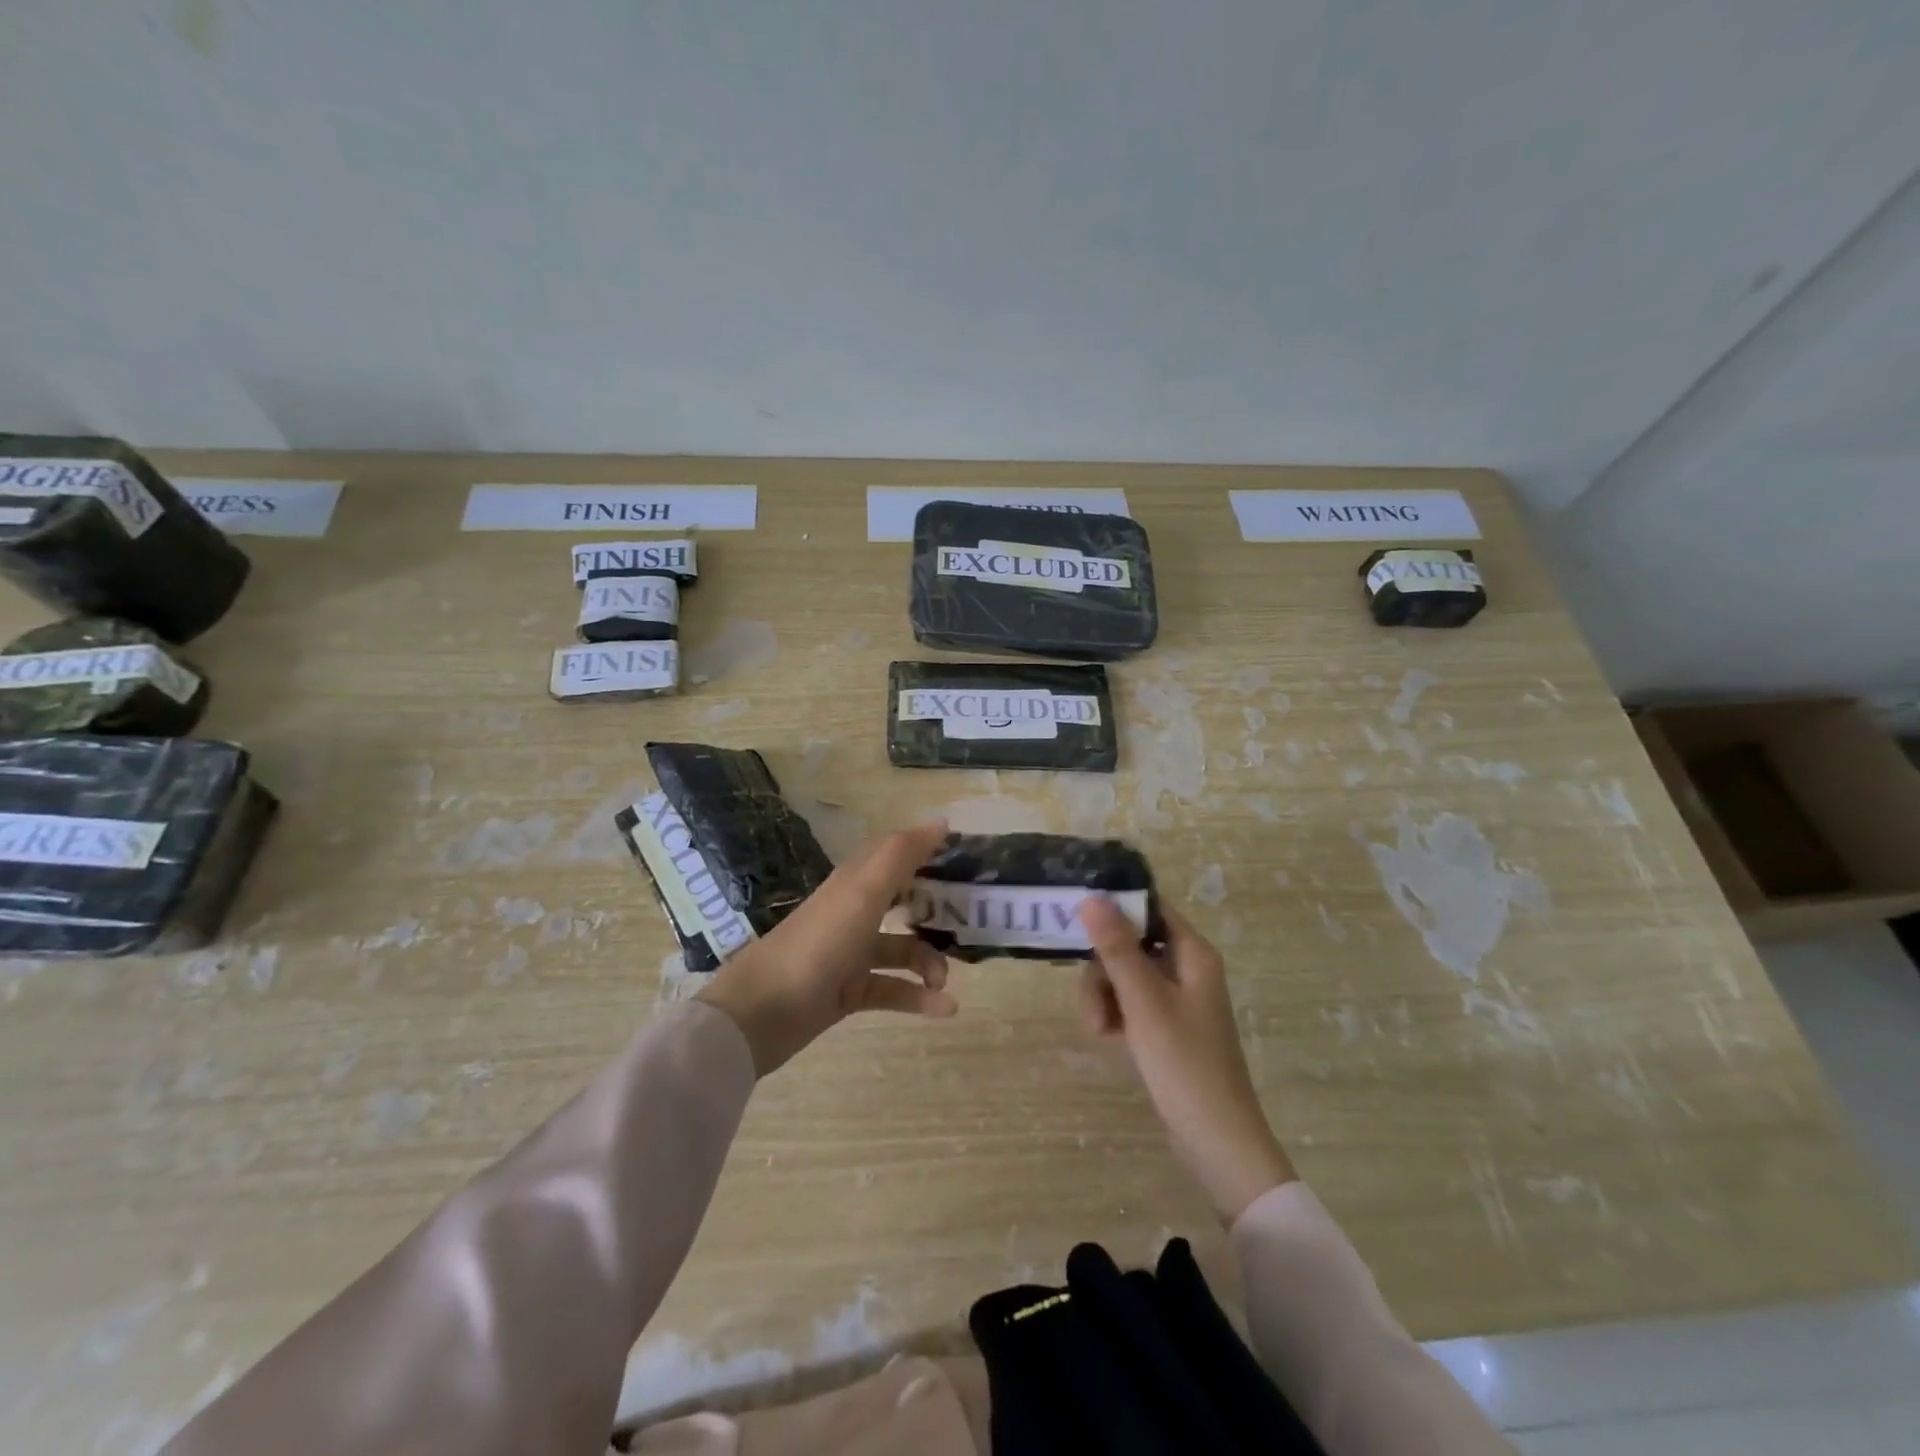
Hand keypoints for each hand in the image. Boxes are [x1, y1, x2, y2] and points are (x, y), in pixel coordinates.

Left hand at [696, 821, 955, 1075]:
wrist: (761, 1013)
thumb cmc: (818, 943)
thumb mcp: (863, 892)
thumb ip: (902, 855)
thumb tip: (942, 821)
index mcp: (855, 881)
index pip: (896, 854)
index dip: (927, 851)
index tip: (966, 857)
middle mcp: (854, 911)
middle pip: (903, 901)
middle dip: (936, 910)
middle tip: (969, 921)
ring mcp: (850, 953)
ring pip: (902, 949)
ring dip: (929, 963)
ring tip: (944, 982)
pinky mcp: (849, 991)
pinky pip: (893, 989)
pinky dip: (918, 998)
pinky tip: (945, 1009)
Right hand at [1077, 898, 1295, 1222]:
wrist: (1217, 1141)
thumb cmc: (1185, 1064)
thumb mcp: (1145, 1002)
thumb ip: (1118, 949)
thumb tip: (1092, 897)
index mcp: (1192, 953)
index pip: (1148, 908)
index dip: (1114, 909)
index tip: (1076, 923)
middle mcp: (1186, 968)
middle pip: (1129, 943)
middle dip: (1103, 969)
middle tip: (1092, 1003)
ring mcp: (1176, 998)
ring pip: (1124, 975)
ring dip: (1103, 996)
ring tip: (1099, 1030)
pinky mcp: (1166, 1026)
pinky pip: (1130, 1002)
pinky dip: (1115, 1014)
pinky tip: (1108, 1038)